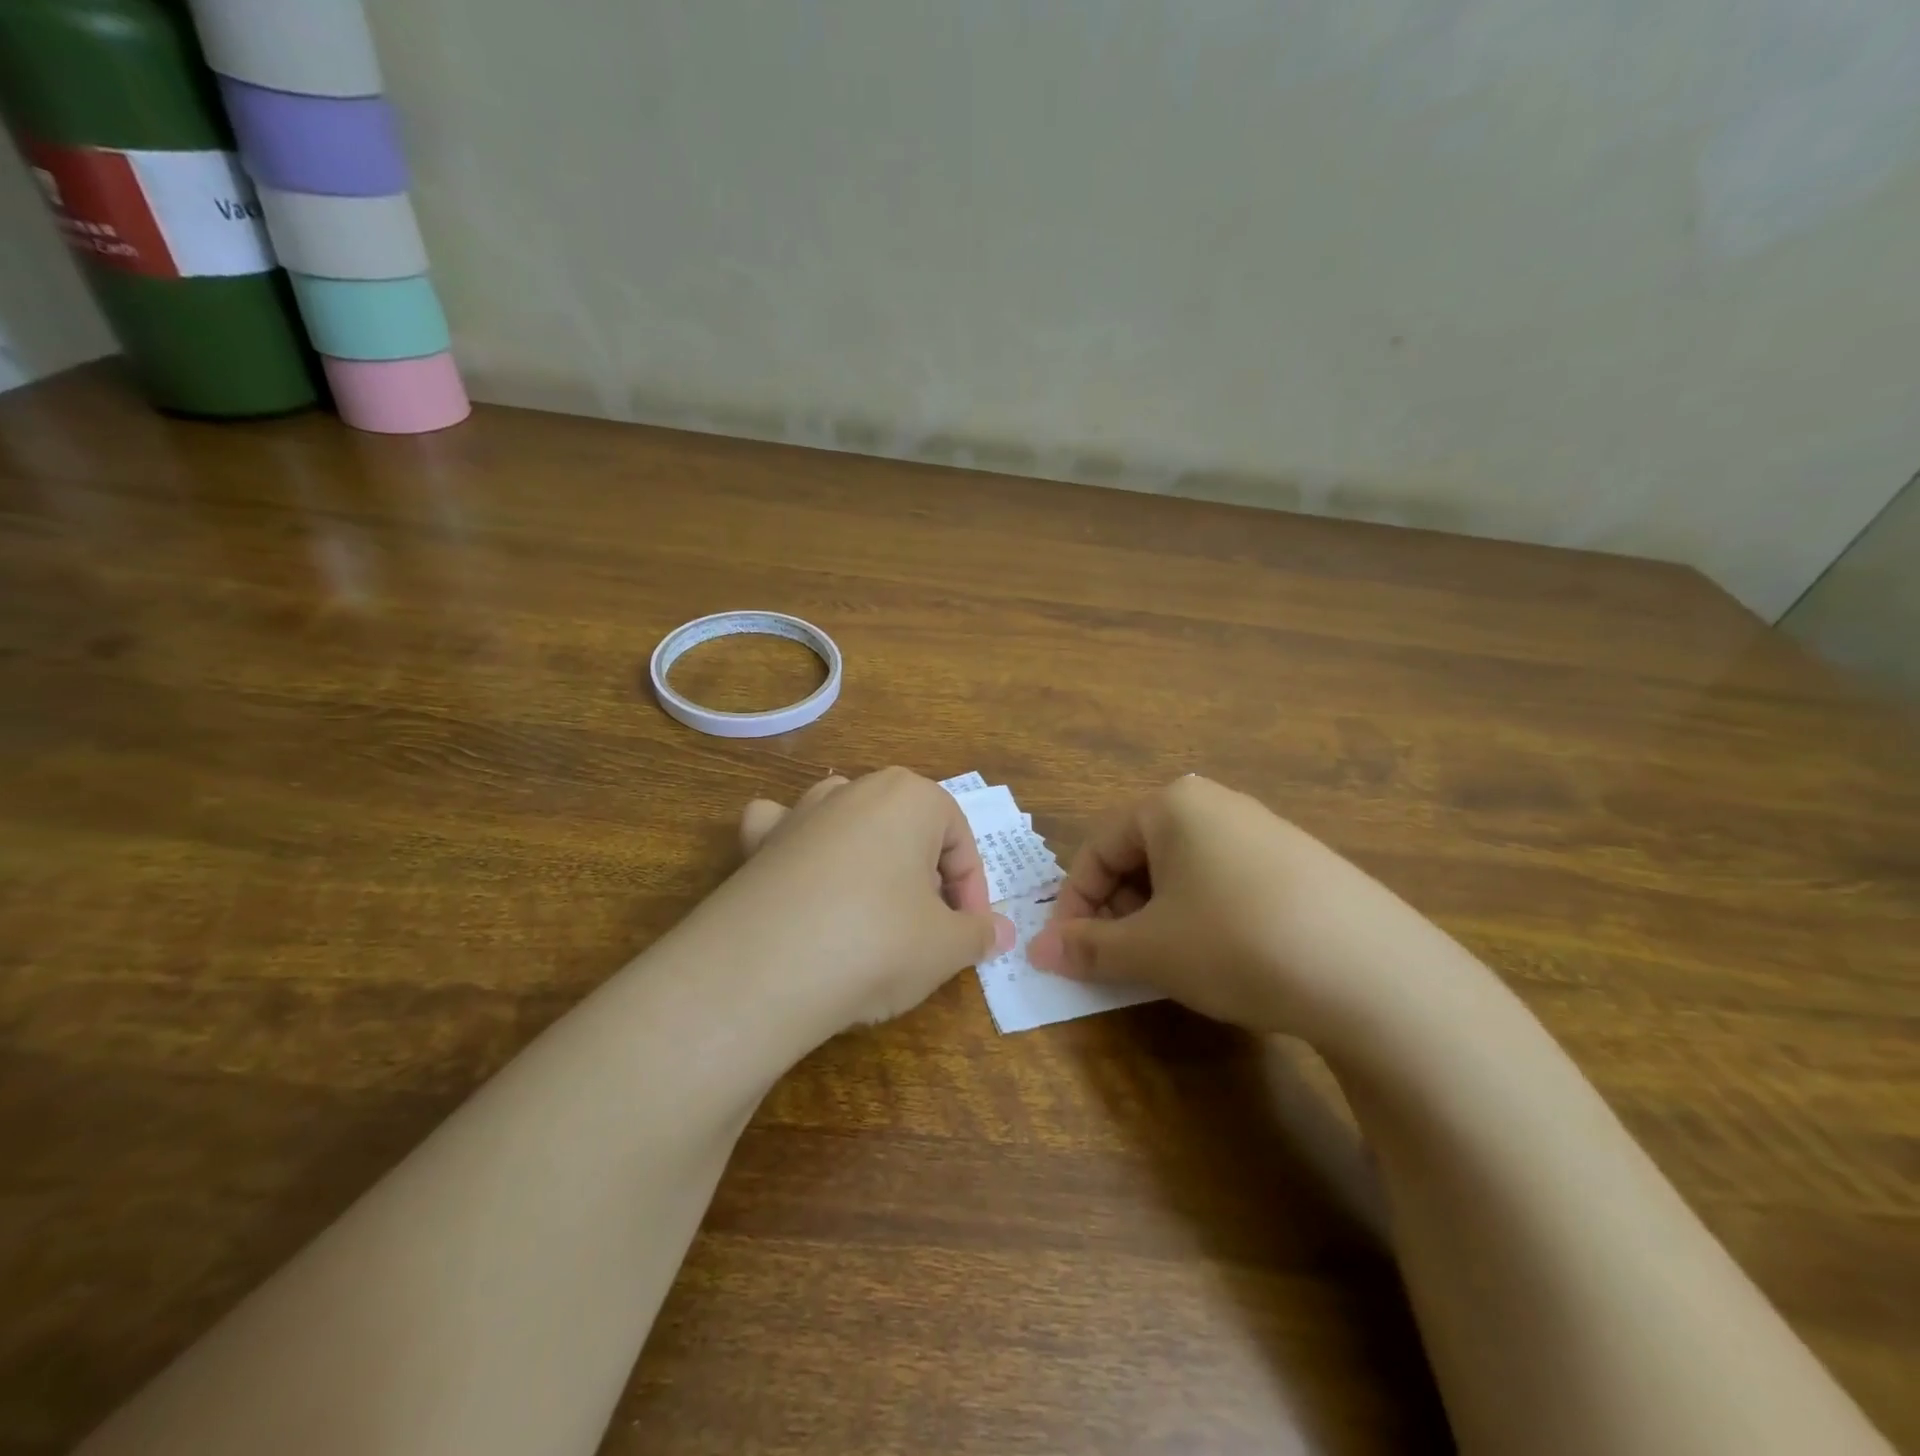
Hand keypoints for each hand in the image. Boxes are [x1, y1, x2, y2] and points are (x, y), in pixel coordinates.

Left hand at [706, 767, 1015, 1029]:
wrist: (765, 970)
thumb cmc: (877, 943)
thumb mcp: (946, 947)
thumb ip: (979, 934)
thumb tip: (1001, 933)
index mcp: (910, 796)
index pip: (959, 841)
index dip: (972, 891)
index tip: (970, 934)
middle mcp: (854, 790)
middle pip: (908, 831)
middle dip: (925, 877)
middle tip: (928, 930)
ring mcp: (799, 812)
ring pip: (850, 823)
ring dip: (869, 858)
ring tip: (873, 909)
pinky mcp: (758, 844)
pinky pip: (784, 831)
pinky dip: (797, 847)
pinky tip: (801, 877)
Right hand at [1028, 775, 1419, 1039]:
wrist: (1375, 975)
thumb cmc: (1234, 942)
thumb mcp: (1150, 950)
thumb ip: (1087, 948)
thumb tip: (1036, 952)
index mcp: (1172, 805)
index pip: (1098, 849)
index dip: (1074, 903)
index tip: (1067, 951)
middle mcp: (1218, 805)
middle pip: (1142, 856)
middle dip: (1119, 909)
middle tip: (1117, 959)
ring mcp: (1267, 831)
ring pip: (1186, 872)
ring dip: (1160, 916)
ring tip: (1167, 964)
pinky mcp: (1304, 865)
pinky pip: (1230, 883)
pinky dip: (1206, 917)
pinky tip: (1224, 958)